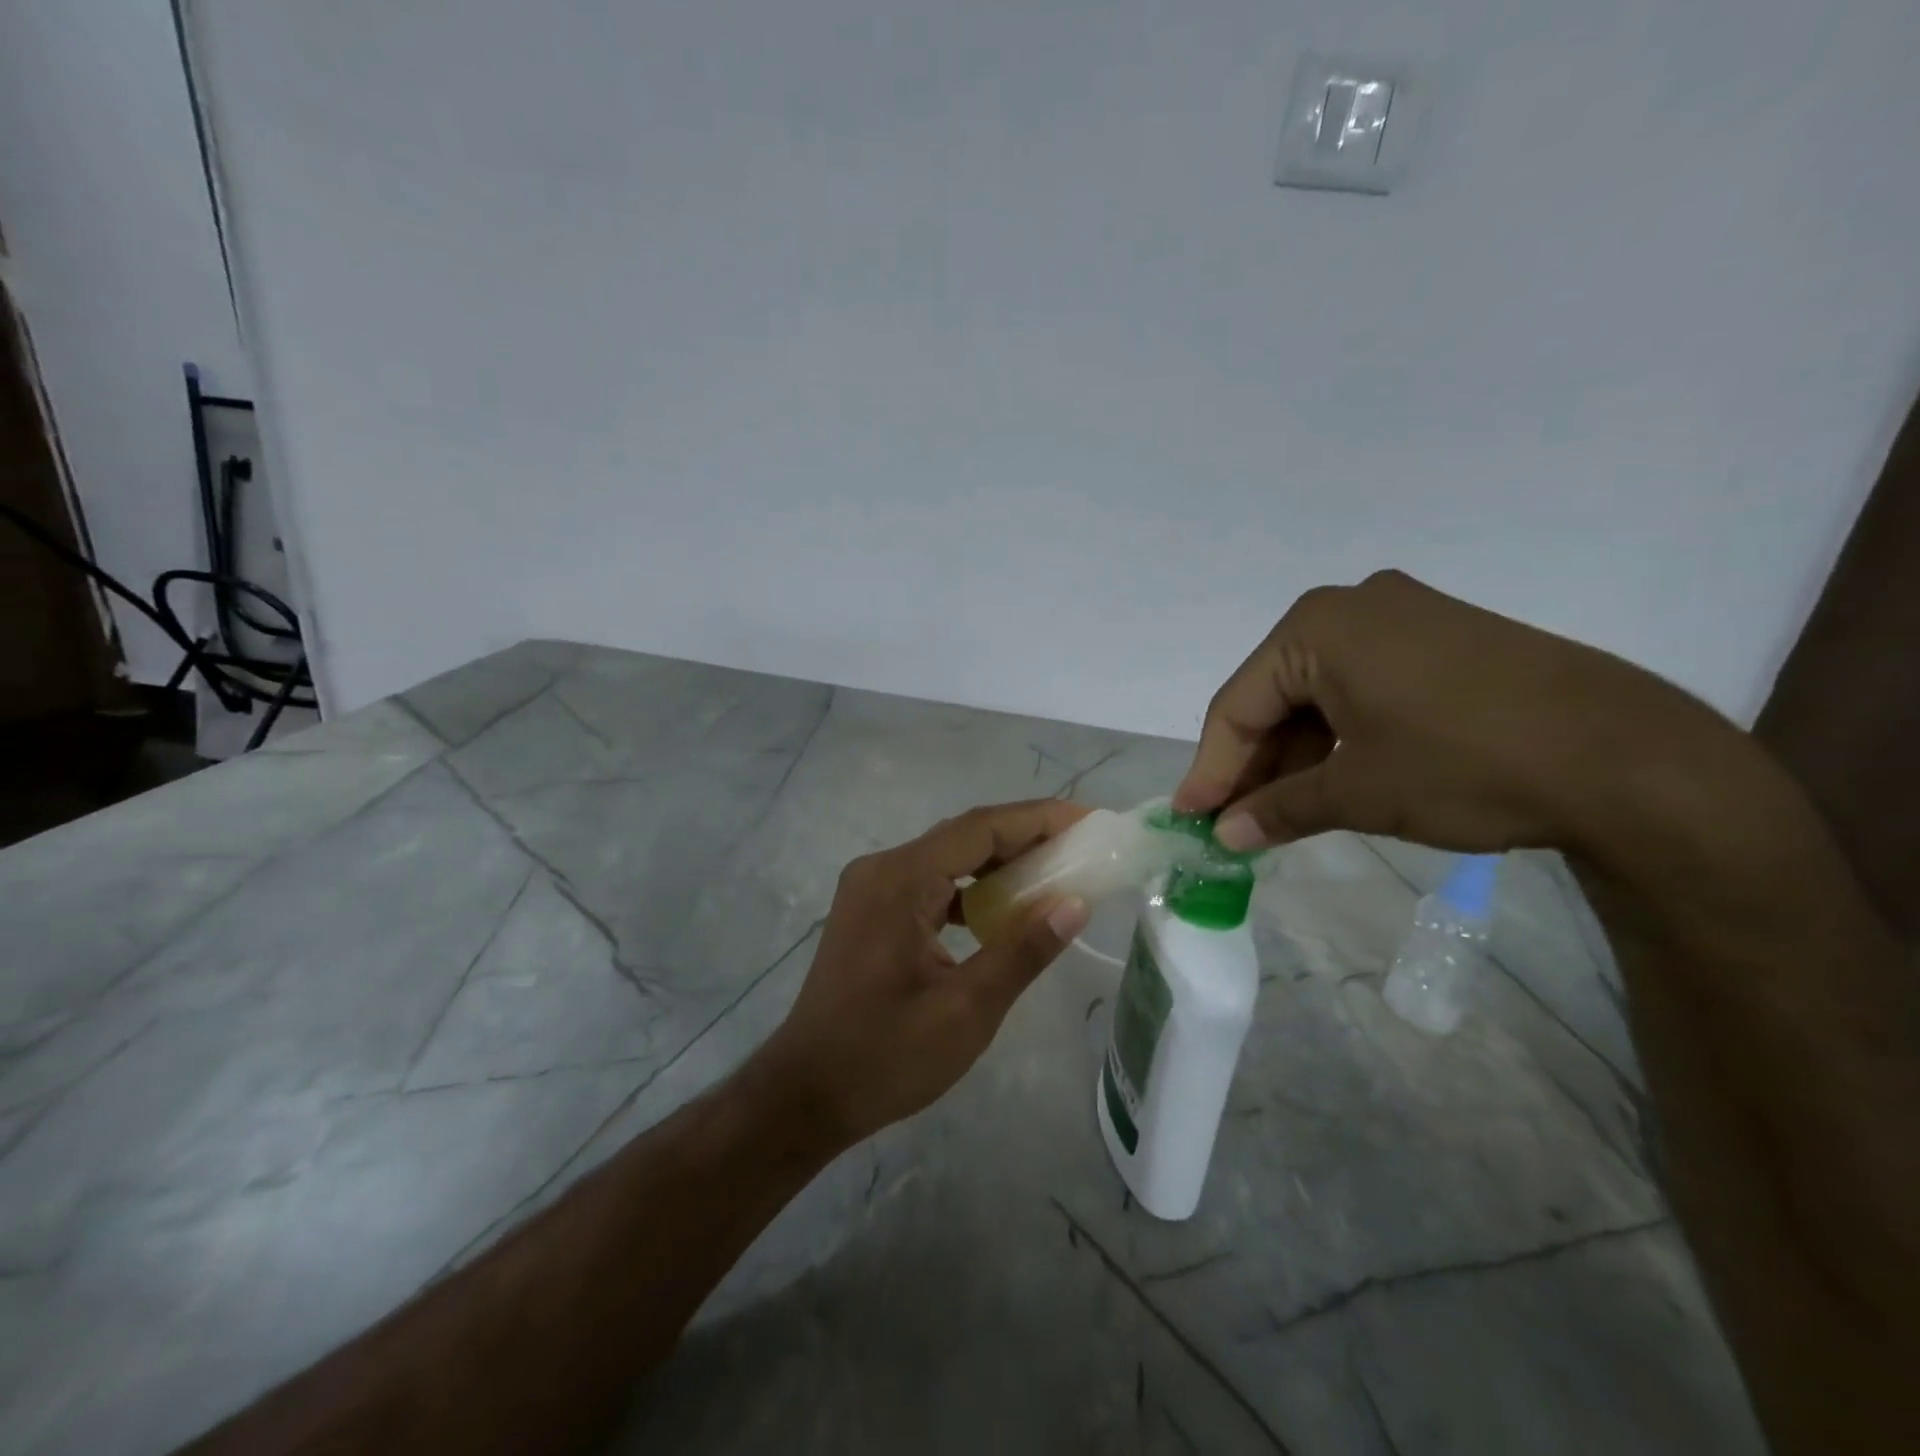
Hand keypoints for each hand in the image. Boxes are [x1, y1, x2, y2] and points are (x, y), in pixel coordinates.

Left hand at [760, 801, 1092, 1148]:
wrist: (805, 1094)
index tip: (1088, 821)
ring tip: (1052, 873)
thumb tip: (1076, 904)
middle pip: (964, 836)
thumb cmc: (885, 1056)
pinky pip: (930, 883)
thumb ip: (1022, 950)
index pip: (980, 829)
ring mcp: (871, 888)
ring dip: (998, 863)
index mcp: (900, 880)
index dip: (1038, 819)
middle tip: (1080, 847)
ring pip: (947, 858)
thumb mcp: (966, 1009)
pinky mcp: (871, 911)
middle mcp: (882, 869)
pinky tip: (1001, 909)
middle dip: (1024, 837)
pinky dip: (969, 889)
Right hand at [1174, 569, 1730, 854]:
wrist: (1632, 760)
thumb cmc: (1467, 764)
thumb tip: (1226, 836)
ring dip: (1296, 755)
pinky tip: (1333, 780)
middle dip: (1254, 764)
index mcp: (1318, 627)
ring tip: (1281, 812)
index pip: (1238, 705)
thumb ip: (1279, 809)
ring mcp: (1405, 618)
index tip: (1190, 819)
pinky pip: (1363, 688)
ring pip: (1319, 694)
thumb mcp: (1359, 793)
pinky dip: (1340, 736)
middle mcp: (1354, 606)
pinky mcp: (1444, 640)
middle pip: (1276, 696)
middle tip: (1234, 822)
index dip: (1210, 768)